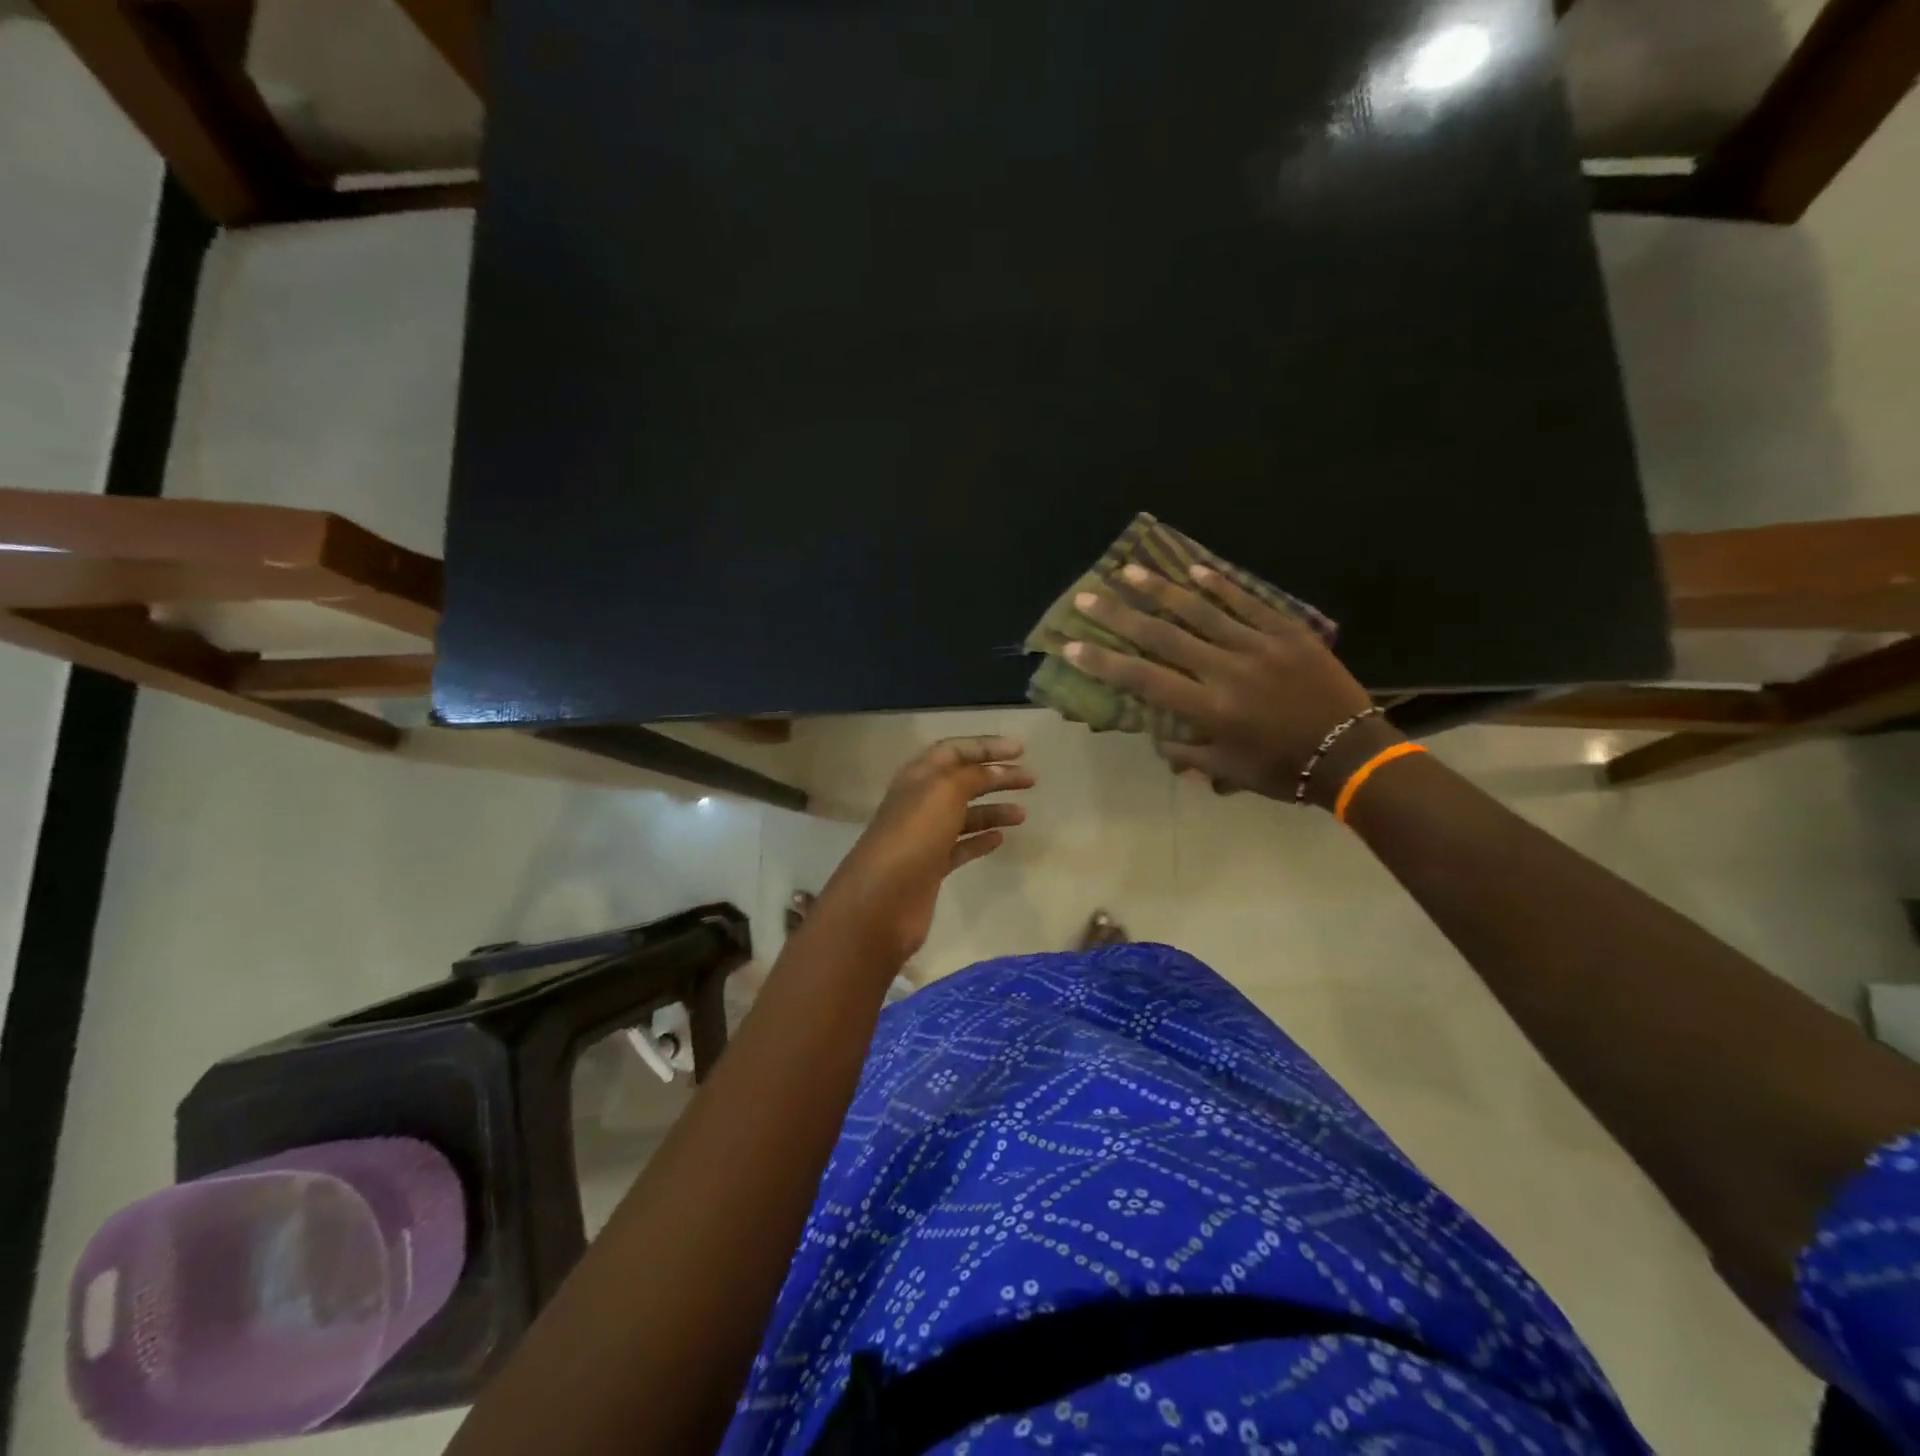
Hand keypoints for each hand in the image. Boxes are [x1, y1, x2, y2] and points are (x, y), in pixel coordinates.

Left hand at [814, 736, 1034, 961]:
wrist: (883, 899)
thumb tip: (997, 770)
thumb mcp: (944, 792)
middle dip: (997, 777)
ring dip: (993, 810)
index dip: (986, 746)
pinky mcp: (931, 867)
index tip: (1021, 750)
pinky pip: (960, 847)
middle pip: (963, 781)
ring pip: (964, 815)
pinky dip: (981, 840)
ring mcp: (924, 836)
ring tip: (1022, 814)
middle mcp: (920, 802)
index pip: (954, 751)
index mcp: (918, 777)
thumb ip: (973, 776)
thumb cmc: (914, 834)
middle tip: (1031, 780)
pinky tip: (1001, 839)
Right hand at [1064, 563, 1392, 805]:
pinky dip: (1219, 584)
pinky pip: (1247, 602)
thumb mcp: (1228, 771)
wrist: (1353, 753)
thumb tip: (1157, 735)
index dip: (1104, 661)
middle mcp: (1226, 670)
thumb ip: (1186, 753)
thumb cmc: (1284, 770)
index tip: (1071, 645)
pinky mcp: (1287, 631)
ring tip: (1130, 570)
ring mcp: (1258, 645)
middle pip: (1163, 636)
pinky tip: (1192, 569)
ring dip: (1160, 589)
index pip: (1143, 680)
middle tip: (1088, 596)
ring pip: (1201, 610)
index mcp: (1209, 709)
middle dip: (1120, 615)